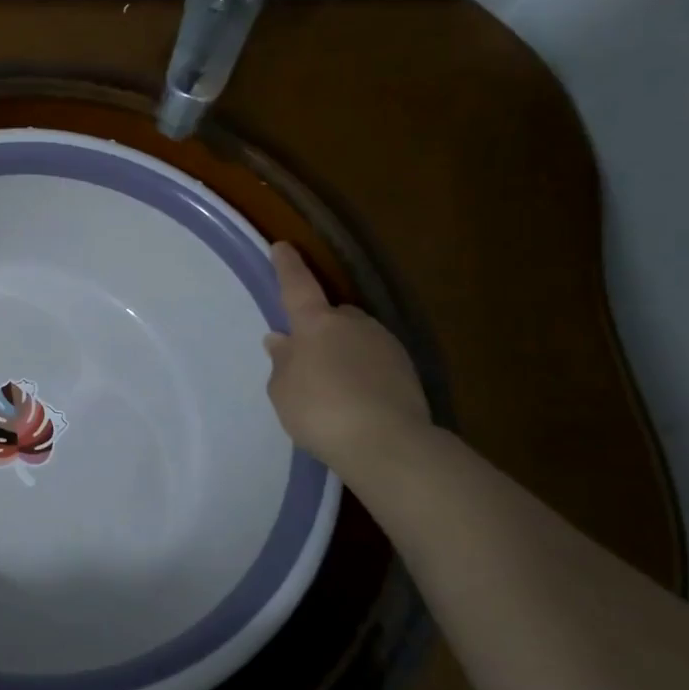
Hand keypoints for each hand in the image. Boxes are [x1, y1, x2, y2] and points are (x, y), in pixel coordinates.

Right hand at [262, 242, 430, 471]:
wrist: (388, 443)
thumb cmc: (320, 411)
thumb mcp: (283, 390)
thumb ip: (282, 362)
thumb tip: (281, 339)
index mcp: (317, 323)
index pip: (297, 286)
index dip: (288, 266)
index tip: (283, 246)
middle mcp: (353, 324)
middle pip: (333, 315)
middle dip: (322, 327)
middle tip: (310, 357)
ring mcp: (385, 344)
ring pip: (357, 337)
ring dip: (345, 351)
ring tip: (335, 385)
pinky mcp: (408, 370)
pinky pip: (376, 361)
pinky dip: (365, 372)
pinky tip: (359, 399)